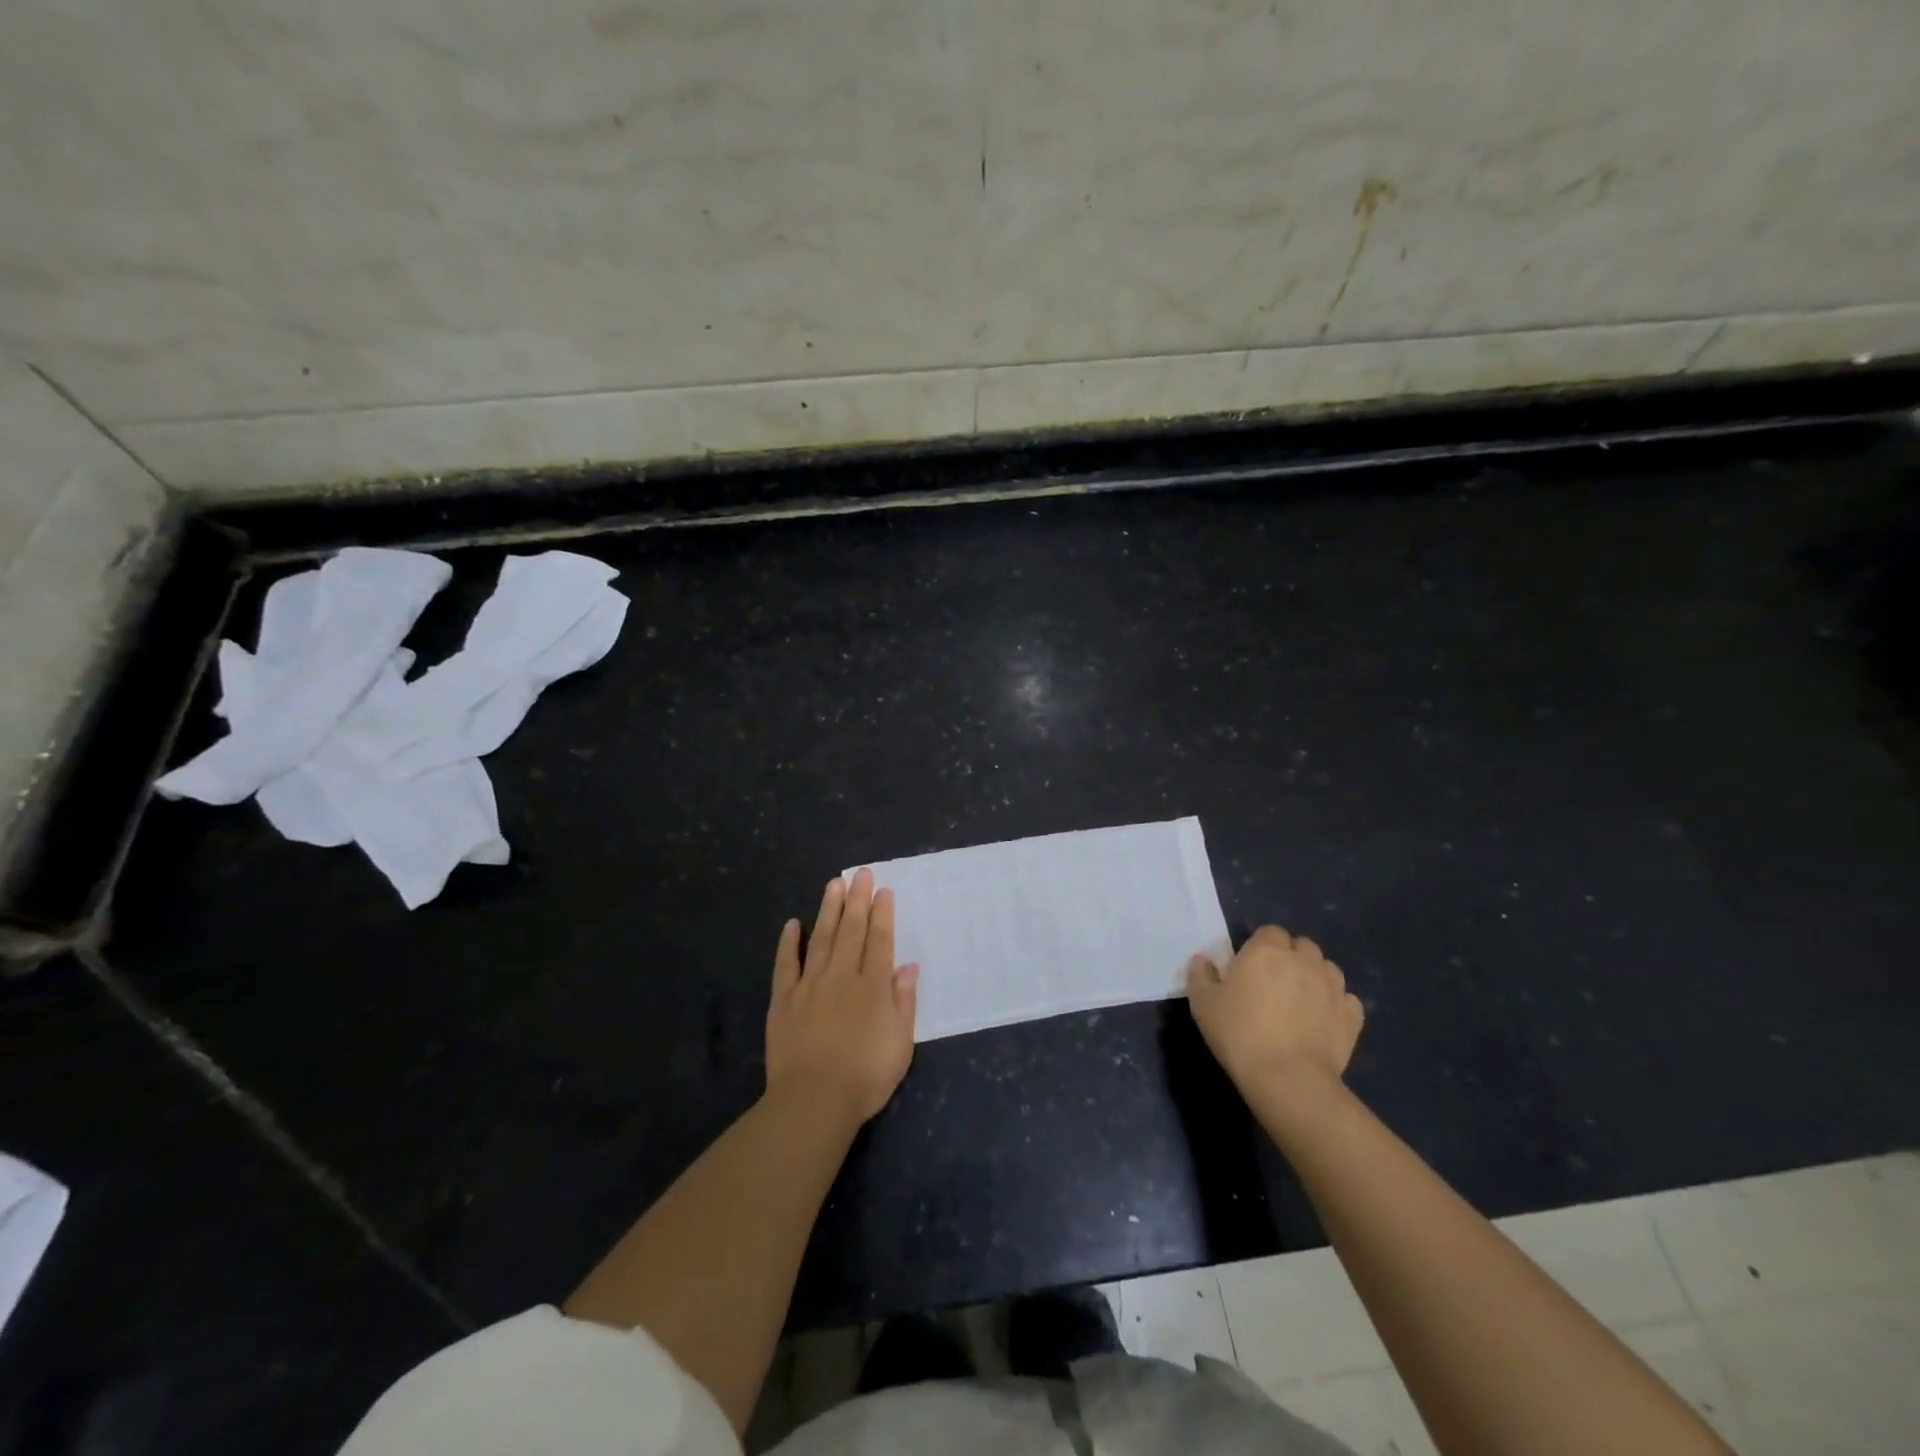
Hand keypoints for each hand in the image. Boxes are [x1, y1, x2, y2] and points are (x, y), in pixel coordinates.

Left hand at [765, 868, 918, 1125]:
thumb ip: (904, 1001)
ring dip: (829, 910)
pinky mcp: (784, 1000)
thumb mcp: (901, 1044)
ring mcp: (810, 986)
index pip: (879, 941)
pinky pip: (787, 965)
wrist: (814, 1101)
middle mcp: (842, 977)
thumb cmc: (866, 1077)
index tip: (883, 890)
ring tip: (834, 885)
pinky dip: (789, 943)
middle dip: (858, 900)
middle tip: (860, 874)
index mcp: (872, 987)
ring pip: (822, 939)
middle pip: (851, 931)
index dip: (882, 914)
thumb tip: (908, 966)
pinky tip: (793, 924)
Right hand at [1186, 925, 1363, 1100]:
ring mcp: (1333, 987)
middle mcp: (1303, 960)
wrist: (1287, 1078)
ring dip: (1316, 977)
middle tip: (1274, 983)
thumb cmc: (1239, 1034)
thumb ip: (1201, 975)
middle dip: (1291, 957)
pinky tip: (1323, 1020)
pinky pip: (1347, 1000)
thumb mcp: (1203, 1004)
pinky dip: (1337, 1005)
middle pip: (1302, 945)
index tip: (1250, 967)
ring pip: (1328, 968)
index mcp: (1266, 951)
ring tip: (1301, 1000)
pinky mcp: (1351, 1016)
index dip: (1261, 946)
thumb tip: (1202, 960)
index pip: (1269, 932)